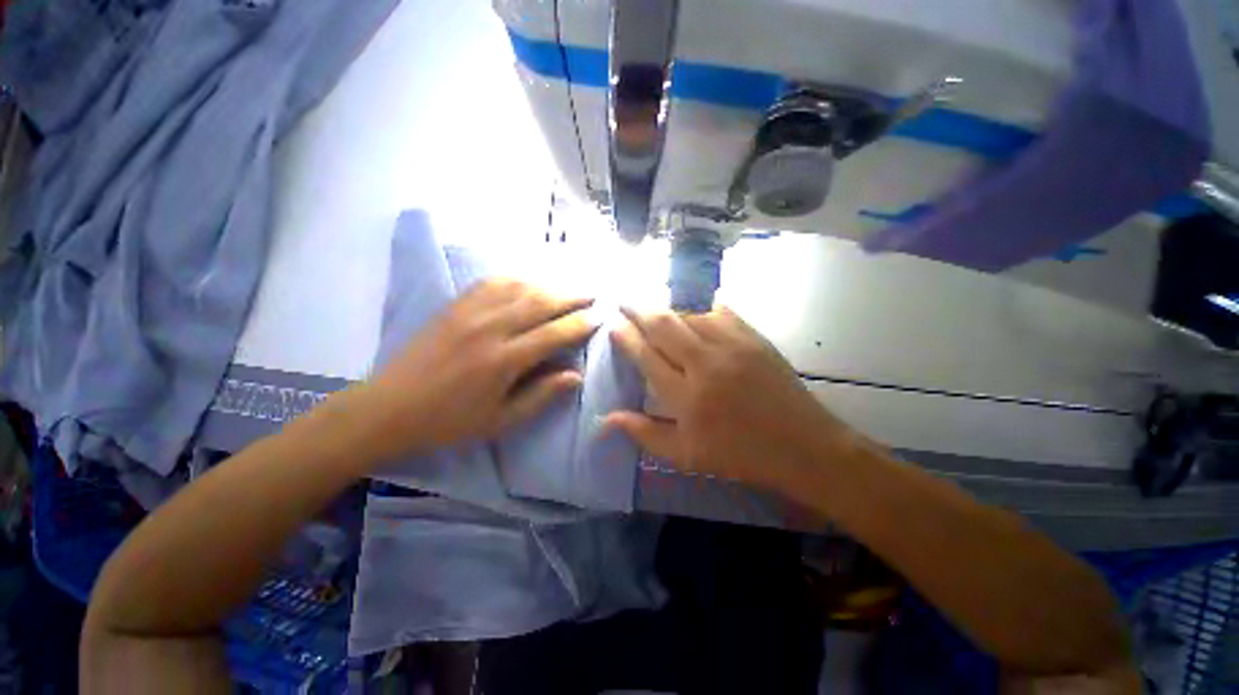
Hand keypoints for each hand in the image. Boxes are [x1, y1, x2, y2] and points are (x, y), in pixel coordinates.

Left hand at [353, 279, 596, 462]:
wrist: (390, 408)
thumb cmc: (450, 421)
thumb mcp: (501, 421)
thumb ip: (541, 396)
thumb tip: (576, 376)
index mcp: (503, 360)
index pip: (554, 334)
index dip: (581, 324)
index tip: (600, 317)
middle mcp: (490, 328)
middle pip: (541, 303)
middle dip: (572, 297)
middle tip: (593, 295)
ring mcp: (470, 312)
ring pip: (520, 288)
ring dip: (549, 285)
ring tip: (568, 288)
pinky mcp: (455, 306)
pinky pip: (492, 282)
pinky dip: (517, 279)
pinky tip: (529, 282)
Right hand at [605, 307, 866, 490]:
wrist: (802, 446)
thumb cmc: (738, 455)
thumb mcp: (685, 456)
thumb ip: (644, 433)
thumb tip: (606, 417)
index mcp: (686, 396)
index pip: (646, 356)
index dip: (626, 337)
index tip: (614, 324)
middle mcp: (705, 363)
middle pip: (664, 325)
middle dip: (639, 310)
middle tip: (624, 301)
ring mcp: (732, 345)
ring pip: (689, 315)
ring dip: (669, 311)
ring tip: (657, 311)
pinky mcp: (754, 337)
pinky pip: (721, 312)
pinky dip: (702, 308)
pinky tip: (696, 309)